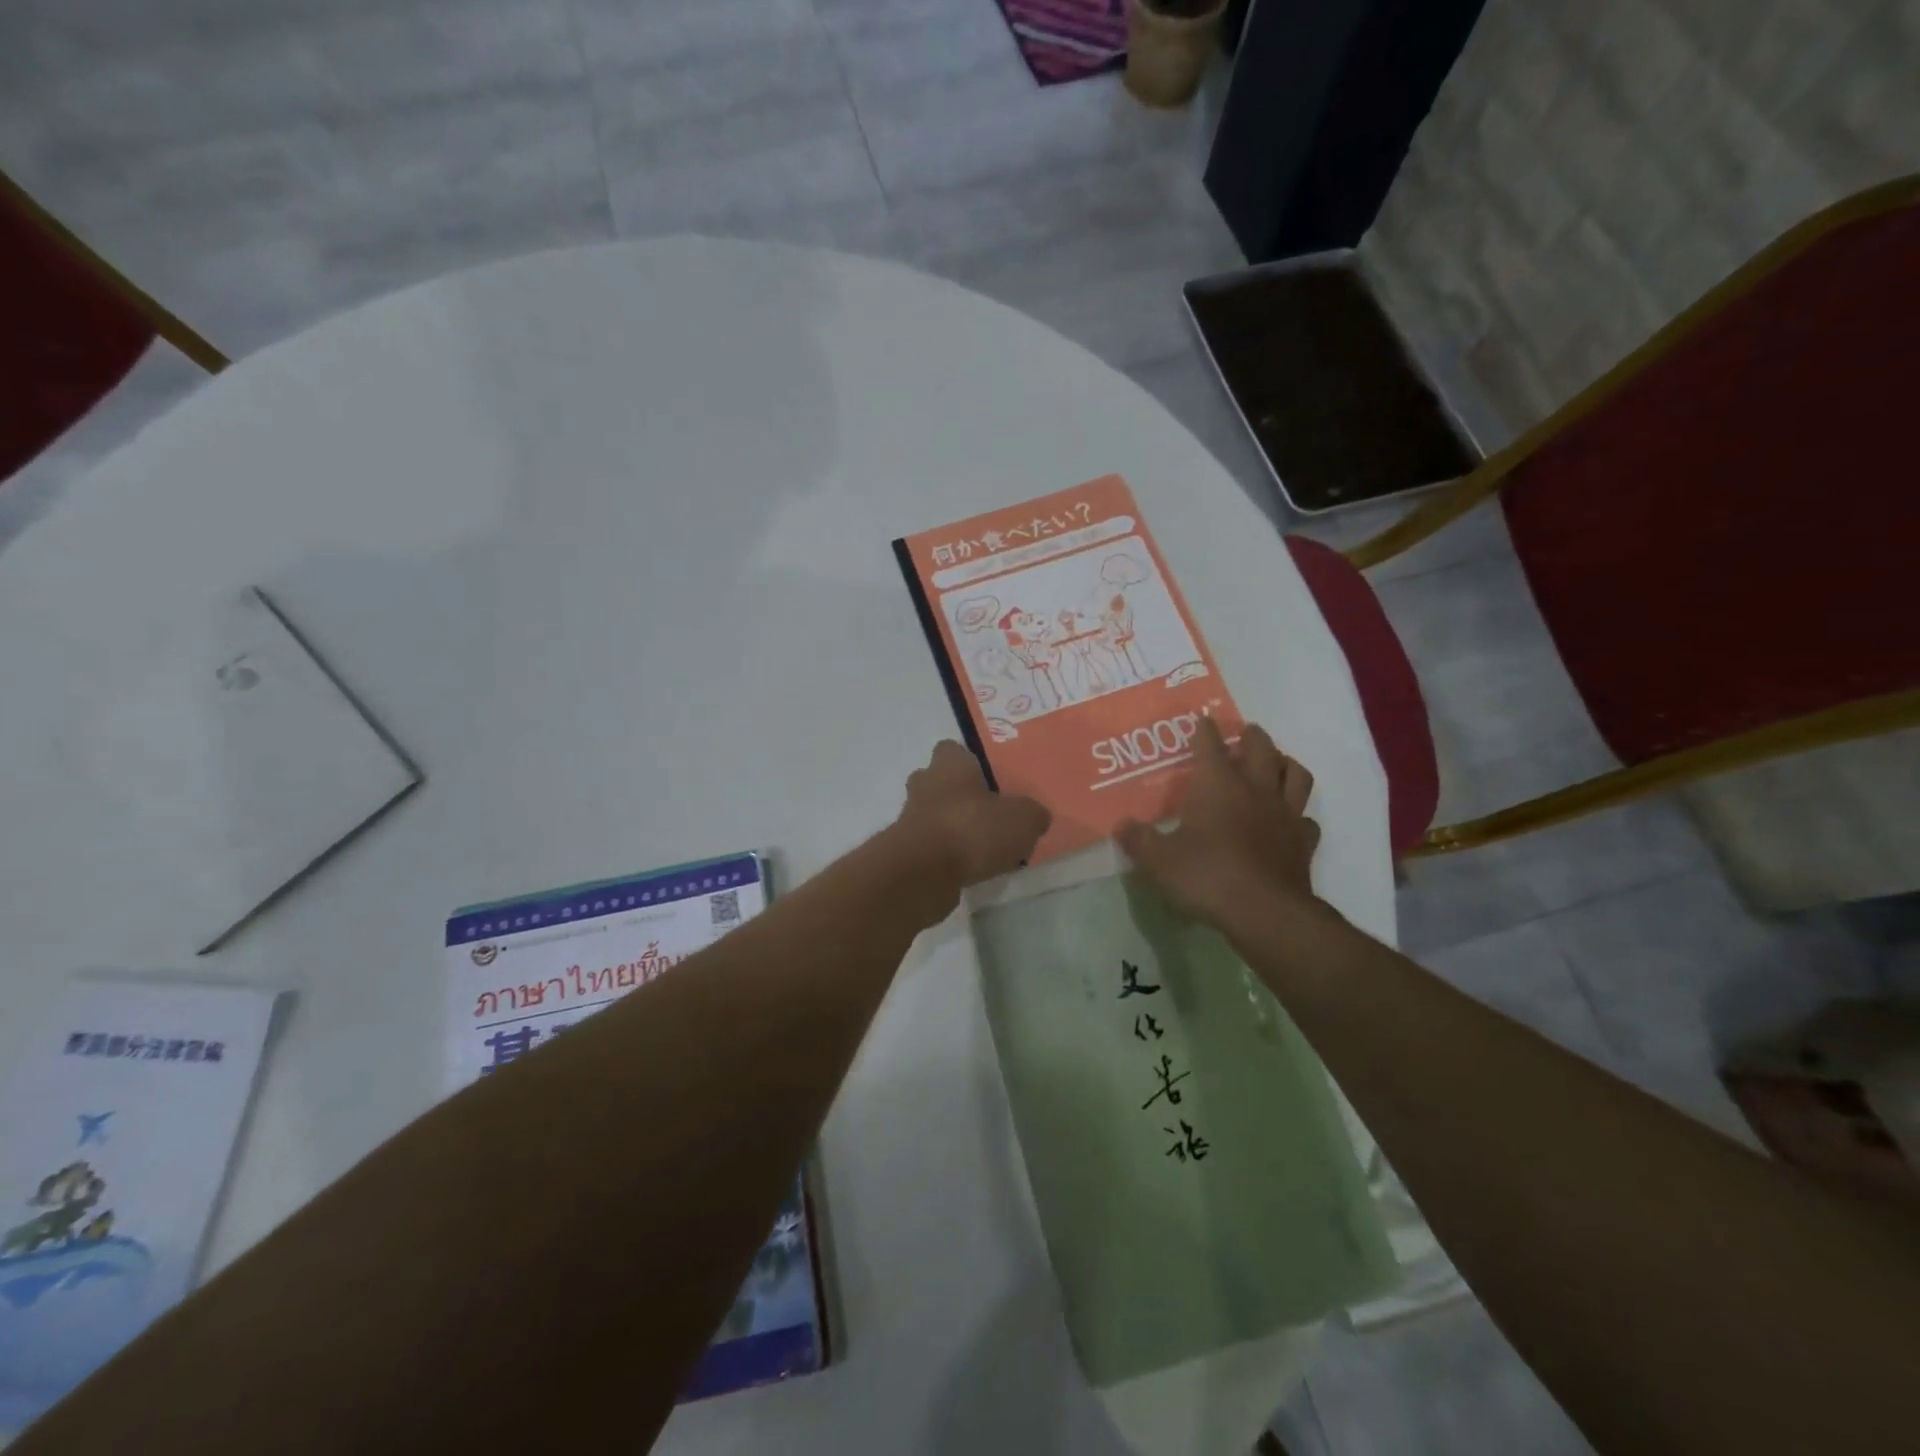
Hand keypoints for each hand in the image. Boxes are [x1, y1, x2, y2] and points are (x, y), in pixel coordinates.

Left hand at [893, 741, 1051, 894]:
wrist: (923, 873)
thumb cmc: (972, 829)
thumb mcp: (1023, 819)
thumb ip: (1032, 814)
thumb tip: (1035, 817)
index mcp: (949, 764)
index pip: (953, 750)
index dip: (970, 762)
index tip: (990, 779)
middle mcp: (924, 783)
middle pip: (940, 782)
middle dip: (960, 796)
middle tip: (989, 814)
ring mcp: (910, 817)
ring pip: (934, 815)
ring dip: (953, 827)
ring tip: (984, 848)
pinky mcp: (905, 850)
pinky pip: (930, 845)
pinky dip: (946, 854)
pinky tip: (969, 869)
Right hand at [1117, 718, 1321, 934]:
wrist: (1264, 912)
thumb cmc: (1206, 876)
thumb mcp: (1157, 860)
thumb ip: (1138, 840)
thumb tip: (1121, 826)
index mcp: (1217, 785)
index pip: (1210, 745)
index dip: (1204, 730)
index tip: (1201, 720)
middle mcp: (1254, 790)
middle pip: (1261, 749)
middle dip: (1251, 736)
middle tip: (1245, 733)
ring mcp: (1285, 814)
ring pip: (1295, 774)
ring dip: (1286, 763)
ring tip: (1277, 763)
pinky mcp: (1303, 842)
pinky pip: (1306, 819)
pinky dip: (1299, 814)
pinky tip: (1290, 820)